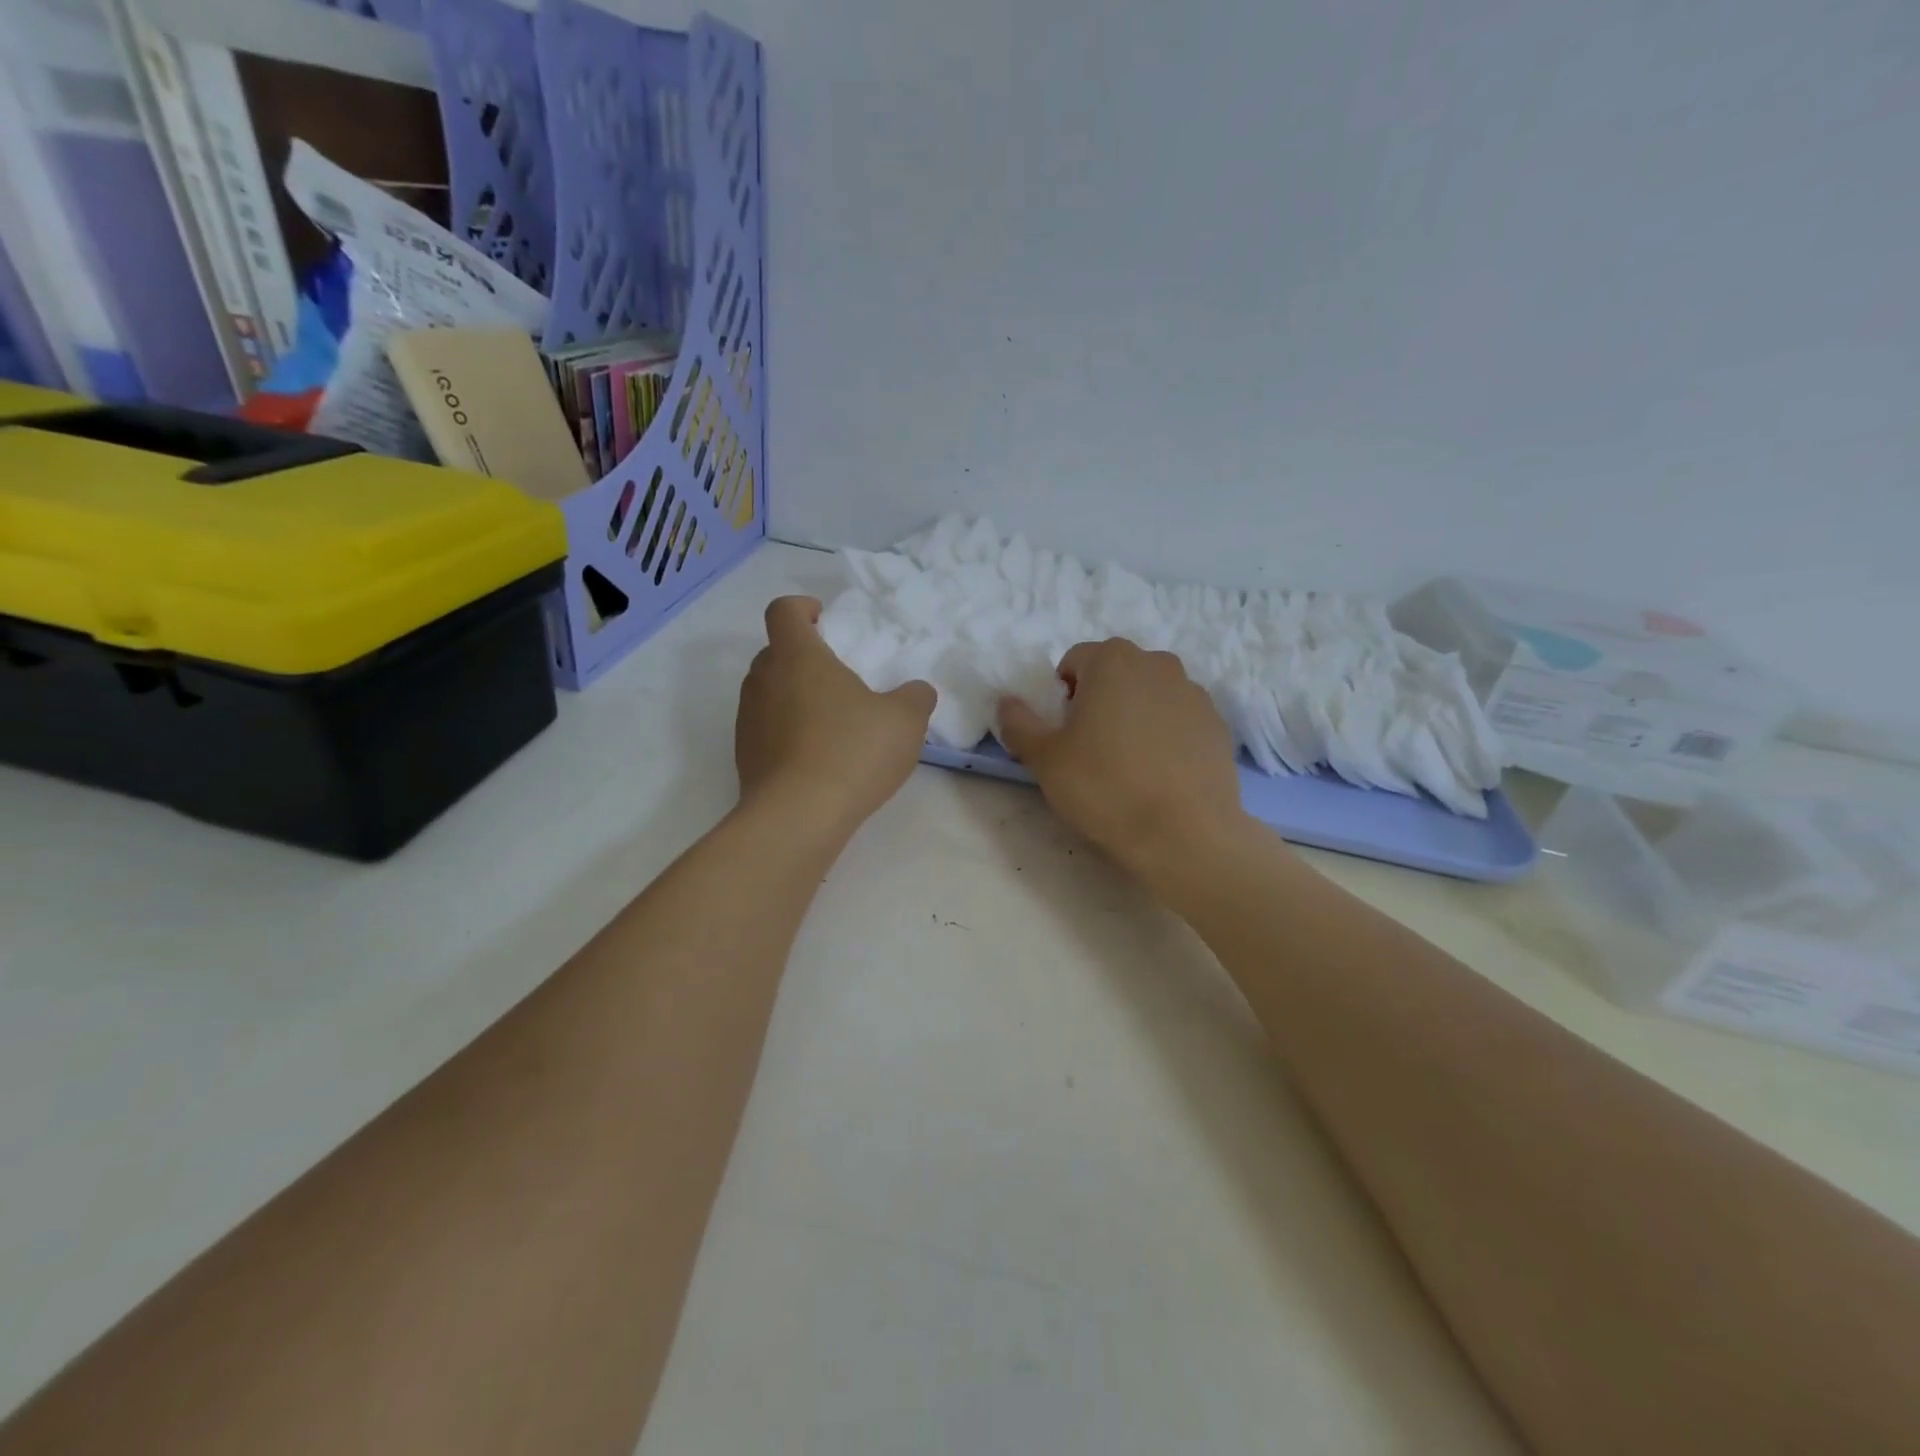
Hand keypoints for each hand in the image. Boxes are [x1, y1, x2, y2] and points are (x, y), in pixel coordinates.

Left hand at [736, 596, 935, 834]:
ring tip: (831, 722)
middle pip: (775, 653)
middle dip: (803, 657)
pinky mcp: (745, 757)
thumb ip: (915, 697)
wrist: (798, 817)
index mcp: (797, 656)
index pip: (783, 611)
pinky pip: (766, 730)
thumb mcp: (905, 720)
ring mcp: (747, 720)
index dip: (802, 607)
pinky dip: (788, 733)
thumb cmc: (852, 751)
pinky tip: (818, 759)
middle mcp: (763, 681)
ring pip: (768, 693)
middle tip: (838, 676)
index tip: (823, 618)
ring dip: (795, 697)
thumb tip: (916, 691)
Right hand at [997, 639, 1245, 877]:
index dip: (1064, 695)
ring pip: (1151, 695)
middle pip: (1116, 673)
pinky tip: (1160, 774)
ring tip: (1129, 763)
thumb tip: (1006, 702)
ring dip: (1135, 715)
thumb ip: (1019, 723)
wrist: (1184, 833)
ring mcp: (1195, 693)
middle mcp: (1158, 664)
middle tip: (1092, 747)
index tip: (1065, 733)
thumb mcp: (1044, 759)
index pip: (1075, 660)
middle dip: (1100, 699)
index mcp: (1113, 660)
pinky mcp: (1218, 725)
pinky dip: (1167, 735)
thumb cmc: (1105, 787)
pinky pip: (1180, 720)